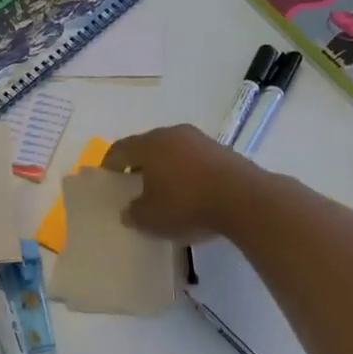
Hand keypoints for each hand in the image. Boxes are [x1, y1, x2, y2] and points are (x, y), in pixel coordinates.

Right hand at [104, 125, 264, 241]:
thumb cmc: (187, 204)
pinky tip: (191, 193)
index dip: (110, 164)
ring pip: (173, 151)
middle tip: (133, 184)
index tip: (107, 179)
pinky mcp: (223, 151)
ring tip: (163, 190)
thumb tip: (129, 211)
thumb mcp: (151, 218)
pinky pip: (194, 159)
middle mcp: (173, 134)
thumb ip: (134, 213)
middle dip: (138, 164)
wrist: (245, 200)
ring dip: (165, 168)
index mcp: (150, 144)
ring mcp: (201, 140)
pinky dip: (187, 172)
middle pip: (148, 146)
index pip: (120, 149)